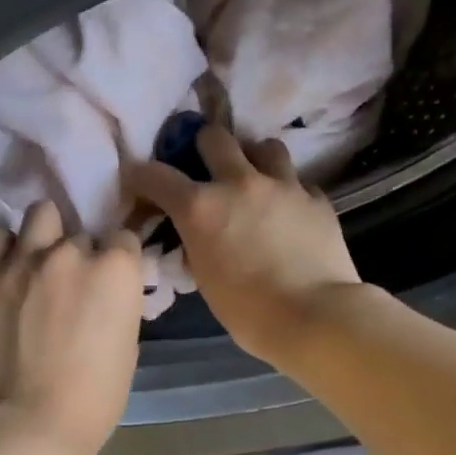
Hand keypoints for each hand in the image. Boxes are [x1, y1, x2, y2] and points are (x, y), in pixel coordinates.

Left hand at [0, 200, 145, 454]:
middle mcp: (70, 252)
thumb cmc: (95, 396)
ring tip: (39, 262)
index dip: (118, 261)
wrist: (31, 421)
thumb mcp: (128, 344)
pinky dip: (7, 249)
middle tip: (71, 285)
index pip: (123, 239)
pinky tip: (10, 271)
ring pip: (40, 216)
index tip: (110, 281)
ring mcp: (23, 260)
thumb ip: (118, 303)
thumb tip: (105, 293)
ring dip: (45, 235)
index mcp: (115, 269)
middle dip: (80, 255)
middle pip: (81, 234)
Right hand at [126, 125, 361, 366]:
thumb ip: (196, 246)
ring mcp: (283, 186)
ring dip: (254, 158)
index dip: (141, 175)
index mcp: (201, 208)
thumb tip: (197, 237)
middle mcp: (239, 184)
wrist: (313, 317)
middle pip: (215, 137)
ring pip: (265, 146)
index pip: (157, 176)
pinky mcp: (317, 198)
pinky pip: (298, 182)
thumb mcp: (205, 279)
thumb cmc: (248, 311)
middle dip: (204, 147)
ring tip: (255, 179)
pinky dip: (288, 192)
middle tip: (206, 166)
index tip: (138, 179)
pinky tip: (289, 212)